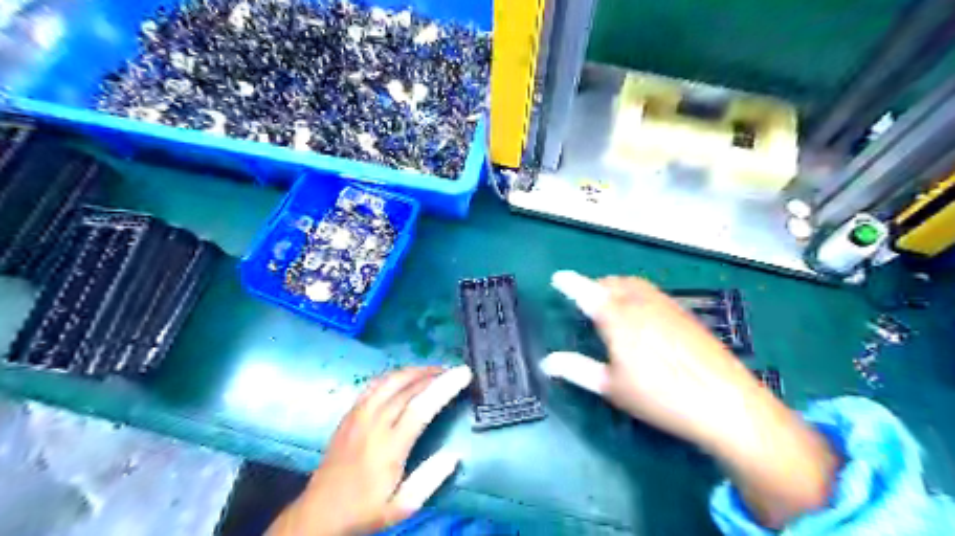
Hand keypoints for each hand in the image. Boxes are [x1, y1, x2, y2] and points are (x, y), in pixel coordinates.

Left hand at [269, 365, 472, 535]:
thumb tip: (454, 455)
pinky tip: (404, 378)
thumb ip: (429, 481)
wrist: (319, 512)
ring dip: (415, 371)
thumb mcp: (401, 507)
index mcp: (389, 446)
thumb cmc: (364, 510)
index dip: (444, 386)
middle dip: (433, 374)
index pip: (422, 406)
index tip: (463, 373)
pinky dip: (394, 375)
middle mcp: (373, 423)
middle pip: (407, 387)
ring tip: (433, 371)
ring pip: (390, 380)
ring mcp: (359, 415)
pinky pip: (374, 385)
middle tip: (453, 371)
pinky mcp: (350, 413)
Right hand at [539, 269, 766, 444]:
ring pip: (633, 285)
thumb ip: (577, 369)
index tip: (557, 278)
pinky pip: (652, 292)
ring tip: (609, 303)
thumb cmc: (661, 397)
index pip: (586, 292)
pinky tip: (641, 315)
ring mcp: (666, 305)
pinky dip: (636, 293)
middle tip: (584, 299)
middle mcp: (640, 303)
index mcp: (617, 318)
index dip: (570, 283)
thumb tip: (546, 361)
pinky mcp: (685, 313)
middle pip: (611, 283)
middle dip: (593, 286)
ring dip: (615, 287)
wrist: (726, 402)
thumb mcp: (612, 387)